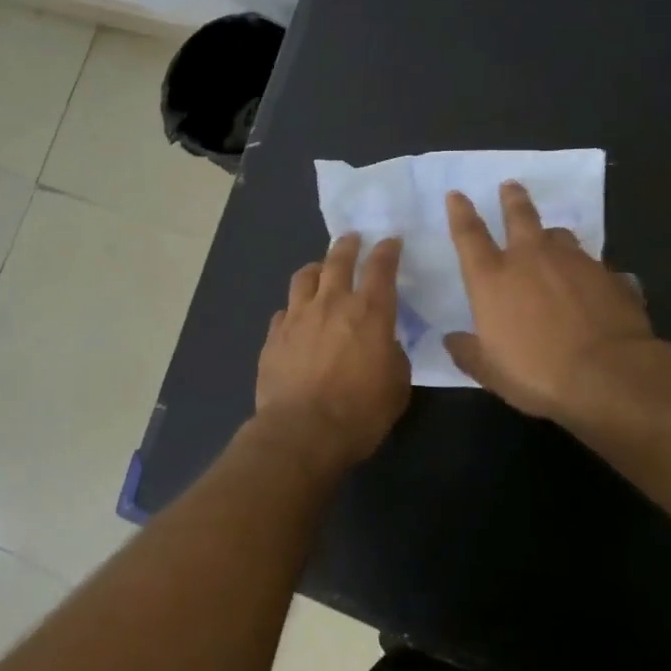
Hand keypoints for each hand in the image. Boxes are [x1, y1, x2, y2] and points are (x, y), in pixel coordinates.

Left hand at [256, 233, 410, 467]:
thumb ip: (393, 355)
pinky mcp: (274, 336)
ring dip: (315, 269)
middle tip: (352, 239)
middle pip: (338, 261)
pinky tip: (295, 317)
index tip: (390, 241)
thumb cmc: (360, 412)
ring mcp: (297, 316)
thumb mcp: (396, 386)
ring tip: (319, 269)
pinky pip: (284, 311)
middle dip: (348, 246)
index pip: (381, 268)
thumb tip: (384, 344)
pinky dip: (294, 309)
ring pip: (304, 278)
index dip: (387, 251)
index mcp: (369, 312)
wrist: (302, 432)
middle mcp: (331, 303)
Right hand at [444, 182, 666, 432]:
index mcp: (492, 278)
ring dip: (552, 236)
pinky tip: (595, 286)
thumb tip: (451, 340)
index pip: (469, 235)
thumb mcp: (489, 371)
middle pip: (519, 217)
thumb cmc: (537, 372)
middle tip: (510, 185)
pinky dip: (590, 272)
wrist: (610, 375)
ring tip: (552, 239)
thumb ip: (468, 352)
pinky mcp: (611, 276)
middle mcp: (531, 259)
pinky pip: (596, 266)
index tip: (457, 194)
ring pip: (560, 236)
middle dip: (512, 199)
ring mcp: (575, 263)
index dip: (460, 212)